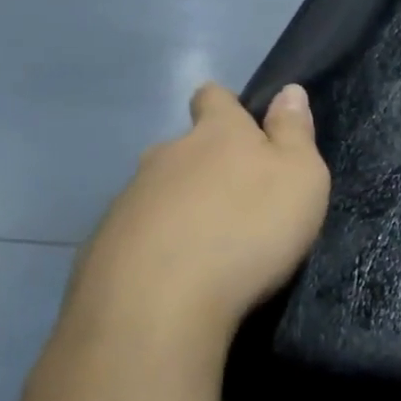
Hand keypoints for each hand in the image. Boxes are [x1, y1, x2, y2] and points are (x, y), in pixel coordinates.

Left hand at [61, 83, 330, 354]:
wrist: (156, 309)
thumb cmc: (248, 230)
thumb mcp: (300, 177)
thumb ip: (294, 132)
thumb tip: (289, 91)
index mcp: (216, 134)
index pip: (213, 97)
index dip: (223, 106)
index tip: (237, 124)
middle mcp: (166, 156)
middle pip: (182, 148)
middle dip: (202, 165)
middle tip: (230, 200)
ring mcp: (127, 201)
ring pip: (156, 192)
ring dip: (177, 208)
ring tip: (202, 246)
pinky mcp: (100, 248)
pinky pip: (133, 236)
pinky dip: (151, 248)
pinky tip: (169, 278)